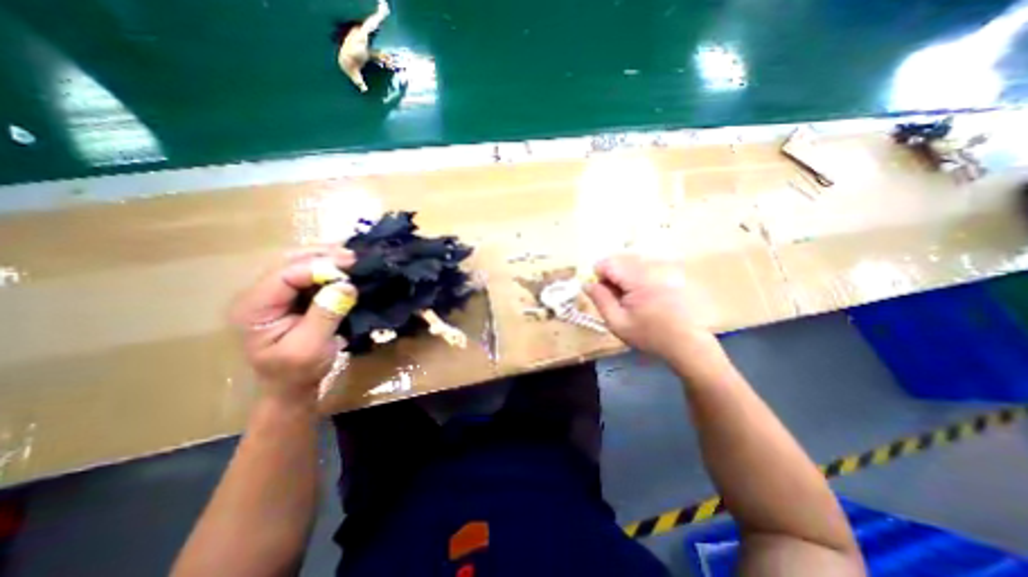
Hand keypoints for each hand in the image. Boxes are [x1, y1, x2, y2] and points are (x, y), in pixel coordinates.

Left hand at [230, 245, 359, 408]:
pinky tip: (346, 266)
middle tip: (354, 256)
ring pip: (300, 263)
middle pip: (289, 261)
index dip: (318, 267)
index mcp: (255, 308)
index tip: (351, 267)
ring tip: (353, 258)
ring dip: (328, 258)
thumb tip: (347, 286)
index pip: (285, 275)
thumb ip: (326, 315)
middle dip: (323, 255)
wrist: (293, 385)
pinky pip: (310, 273)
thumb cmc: (298, 371)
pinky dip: (330, 267)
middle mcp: (261, 294)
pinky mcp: (293, 296)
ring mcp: (276, 293)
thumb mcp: (311, 348)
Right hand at [586, 256, 716, 362]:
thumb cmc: (648, 335)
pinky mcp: (669, 272)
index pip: (608, 263)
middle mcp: (651, 267)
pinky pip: (644, 266)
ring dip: (623, 276)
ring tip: (629, 298)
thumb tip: (586, 283)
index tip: (601, 293)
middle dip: (611, 276)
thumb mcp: (617, 322)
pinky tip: (642, 295)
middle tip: (616, 298)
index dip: (598, 276)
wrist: (686, 342)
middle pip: (619, 259)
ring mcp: (662, 268)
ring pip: (631, 262)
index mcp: (638, 279)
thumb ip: (600, 299)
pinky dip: (636, 277)